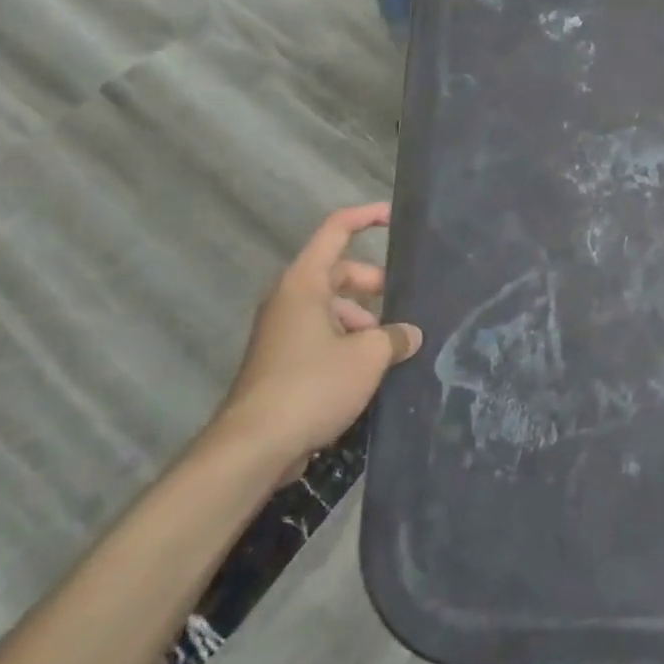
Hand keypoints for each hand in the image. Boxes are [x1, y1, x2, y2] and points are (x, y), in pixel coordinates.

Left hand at [210, 202, 421, 478]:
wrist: (253, 447)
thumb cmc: (312, 385)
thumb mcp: (368, 356)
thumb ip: (395, 337)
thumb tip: (410, 335)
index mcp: (305, 283)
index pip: (337, 230)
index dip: (367, 217)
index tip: (395, 216)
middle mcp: (290, 299)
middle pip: (338, 273)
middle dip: (374, 284)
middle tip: (404, 303)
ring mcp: (283, 332)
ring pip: (332, 309)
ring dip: (363, 320)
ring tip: (391, 347)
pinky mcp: (282, 362)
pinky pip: (322, 337)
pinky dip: (347, 343)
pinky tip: (370, 371)